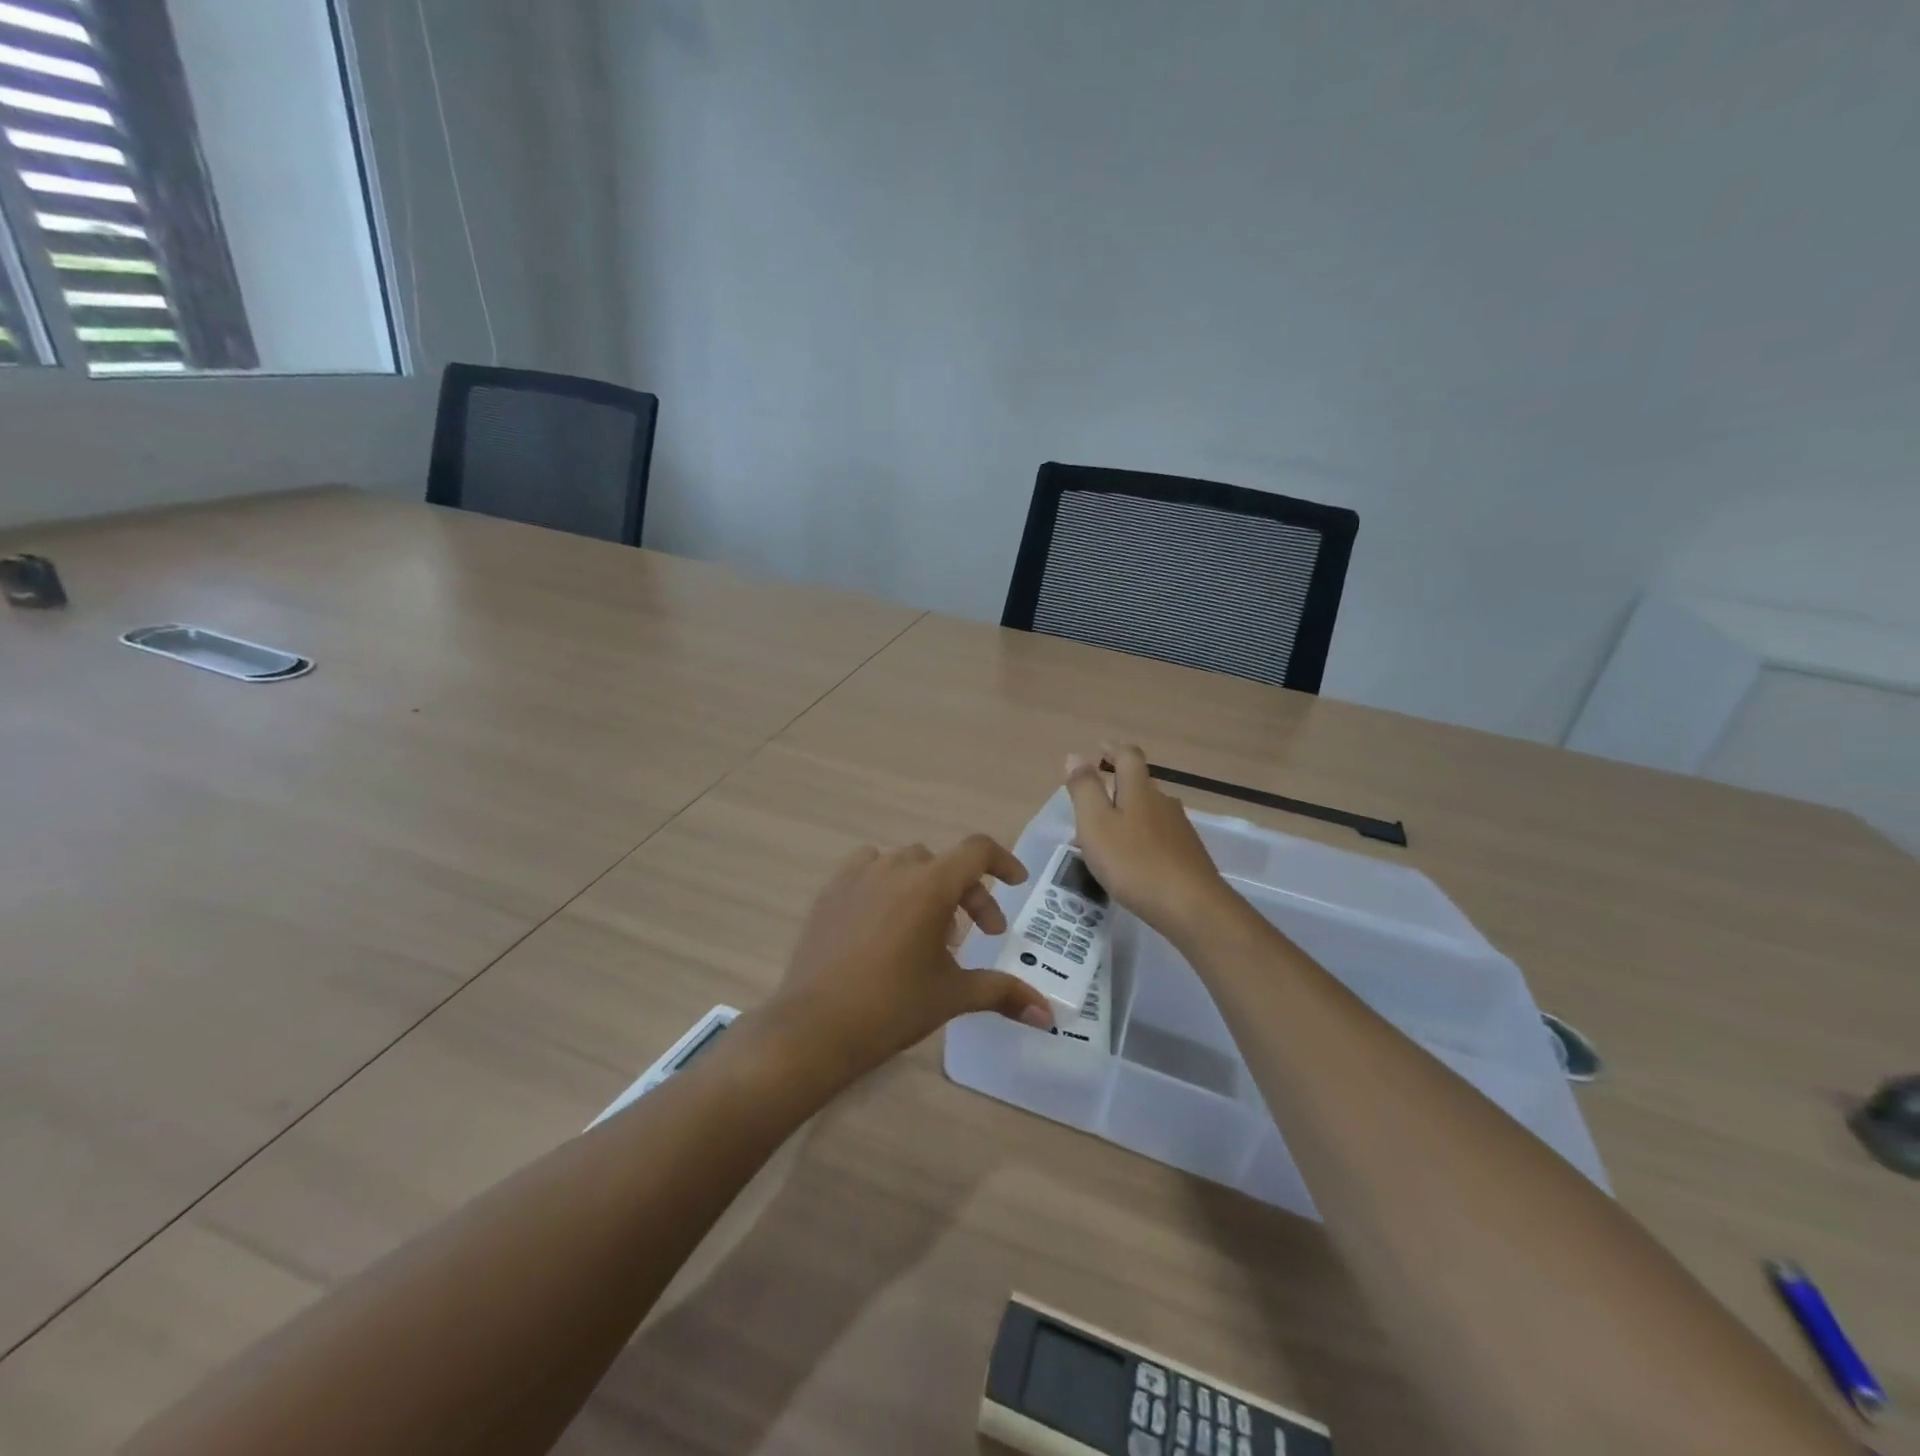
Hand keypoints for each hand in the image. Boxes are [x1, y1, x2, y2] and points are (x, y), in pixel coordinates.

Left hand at [769, 835, 1054, 1082]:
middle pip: (944, 865)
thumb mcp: (953, 995)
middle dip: (968, 895)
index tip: (1015, 883)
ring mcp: (858, 875)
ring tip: (927, 929)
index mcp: (930, 885)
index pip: (977, 851)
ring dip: (927, 887)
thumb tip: (1049, 1015)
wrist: (815, 1025)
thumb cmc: (893, 1006)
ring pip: (906, 864)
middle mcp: (896, 868)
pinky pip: (868, 869)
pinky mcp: (831, 890)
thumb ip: (1004, 993)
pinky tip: (885, 919)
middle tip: (975, 935)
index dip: (1002, 862)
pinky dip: (887, 883)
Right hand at [1065, 744, 1234, 938]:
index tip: (1098, 750)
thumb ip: (1084, 789)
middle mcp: (1163, 802)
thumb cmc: (1134, 862)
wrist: (1191, 907)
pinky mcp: (1188, 854)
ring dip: (1127, 817)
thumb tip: (1076, 756)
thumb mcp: (1096, 824)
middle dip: (1116, 788)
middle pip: (1139, 784)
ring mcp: (1180, 829)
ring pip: (1148, 812)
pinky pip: (1158, 837)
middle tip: (1090, 805)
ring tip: (1106, 840)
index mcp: (1139, 790)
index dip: (1112, 750)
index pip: (1128, 756)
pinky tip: (1131, 863)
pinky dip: (1140, 840)